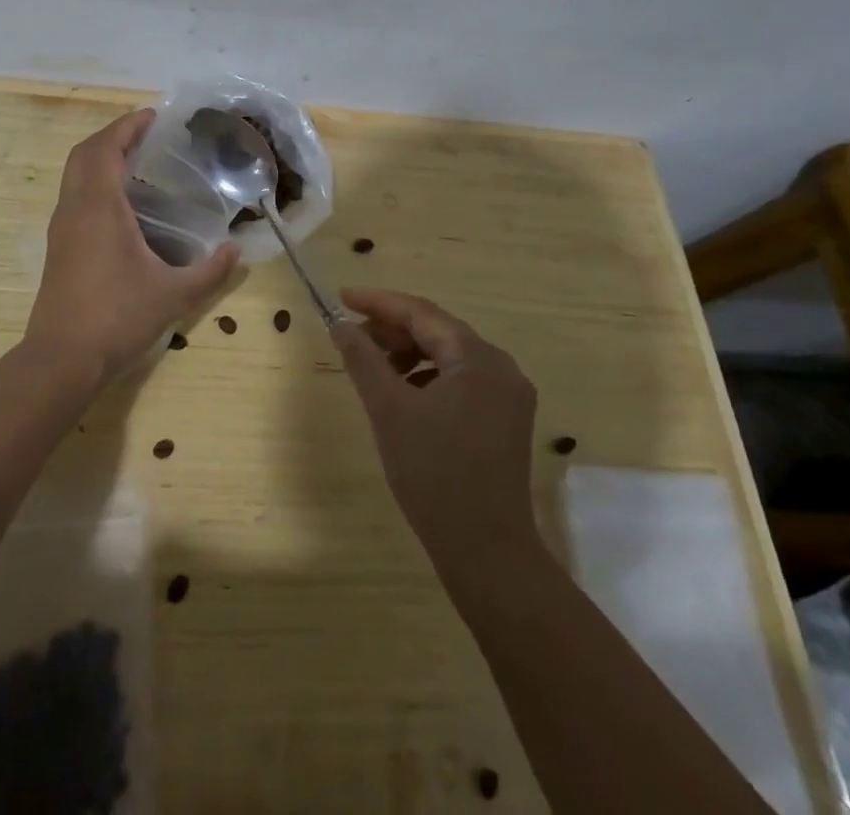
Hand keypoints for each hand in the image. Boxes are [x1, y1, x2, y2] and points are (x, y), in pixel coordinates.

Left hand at [25, 109, 239, 389]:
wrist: (61, 359)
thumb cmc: (117, 317)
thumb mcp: (173, 295)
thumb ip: (210, 271)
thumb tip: (236, 251)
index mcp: (99, 207)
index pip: (106, 148)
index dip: (127, 126)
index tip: (153, 116)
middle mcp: (74, 209)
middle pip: (84, 154)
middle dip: (112, 135)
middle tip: (146, 134)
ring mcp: (61, 229)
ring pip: (74, 175)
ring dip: (99, 158)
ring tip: (136, 161)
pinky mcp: (58, 248)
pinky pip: (73, 196)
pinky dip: (93, 181)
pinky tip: (121, 203)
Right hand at [332, 288, 539, 573]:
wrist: (487, 552)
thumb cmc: (433, 476)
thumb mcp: (388, 411)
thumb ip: (363, 359)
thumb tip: (341, 324)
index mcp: (478, 358)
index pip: (421, 313)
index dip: (378, 302)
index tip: (342, 297)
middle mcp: (501, 367)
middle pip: (438, 330)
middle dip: (393, 330)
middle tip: (352, 337)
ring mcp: (509, 394)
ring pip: (449, 355)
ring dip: (410, 353)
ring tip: (375, 368)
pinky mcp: (506, 418)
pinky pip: (461, 379)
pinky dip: (429, 377)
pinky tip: (405, 394)